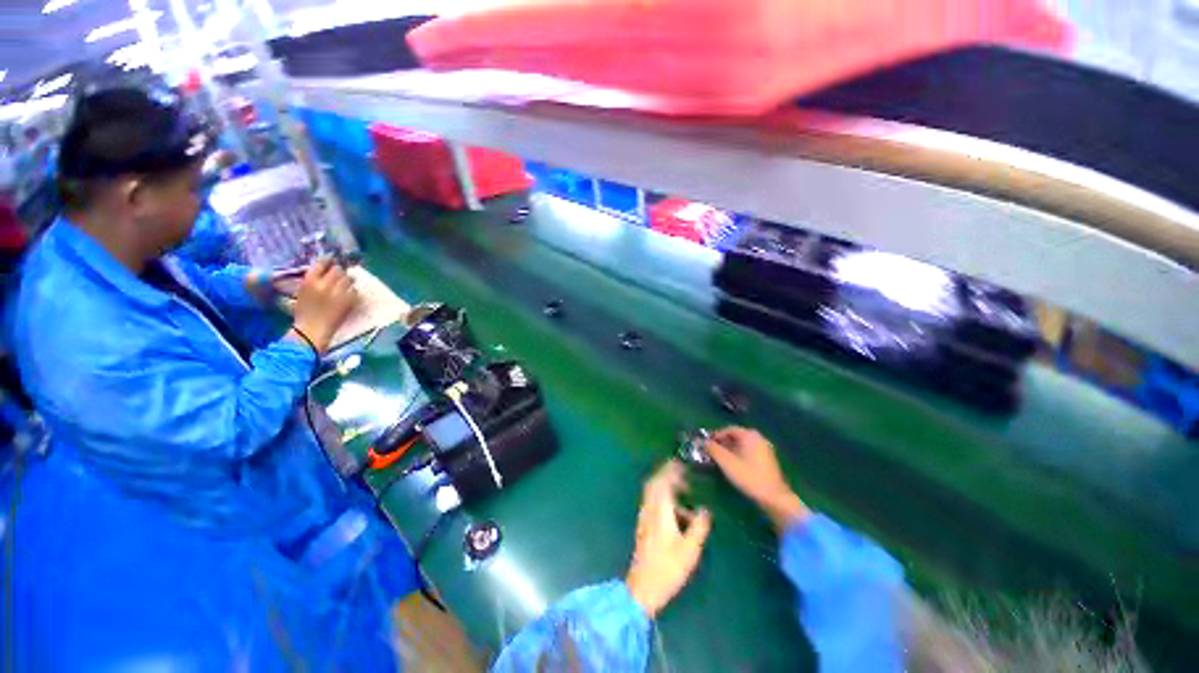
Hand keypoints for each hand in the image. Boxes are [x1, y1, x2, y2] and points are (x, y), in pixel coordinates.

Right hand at [289, 258, 356, 353]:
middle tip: (339, 276)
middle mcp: (325, 284)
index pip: (322, 263)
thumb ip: (313, 279)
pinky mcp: (349, 300)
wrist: (313, 328)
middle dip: (339, 272)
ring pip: (348, 278)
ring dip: (347, 281)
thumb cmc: (305, 311)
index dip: (329, 261)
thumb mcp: (302, 291)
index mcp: (310, 280)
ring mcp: (339, 291)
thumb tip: (325, 268)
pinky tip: (347, 295)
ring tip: (343, 286)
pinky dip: (352, 291)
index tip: (333, 260)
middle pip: (338, 269)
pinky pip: (354, 290)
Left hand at [625, 461, 711, 618]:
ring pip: (652, 491)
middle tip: (682, 473)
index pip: (663, 481)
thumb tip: (704, 510)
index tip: (681, 464)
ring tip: (683, 491)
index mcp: (660, 510)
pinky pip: (652, 501)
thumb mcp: (690, 549)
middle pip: (654, 482)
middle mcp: (649, 509)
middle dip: (667, 474)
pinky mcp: (643, 525)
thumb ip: (699, 527)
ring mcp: (644, 516)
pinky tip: (676, 510)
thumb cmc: (668, 568)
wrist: (643, 587)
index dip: (671, 470)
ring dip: (665, 485)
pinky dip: (663, 497)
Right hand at [706, 427, 809, 530]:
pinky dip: (739, 454)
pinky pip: (749, 451)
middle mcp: (758, 438)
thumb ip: (713, 449)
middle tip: (711, 451)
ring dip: (730, 449)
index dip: (715, 435)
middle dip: (722, 443)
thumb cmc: (749, 476)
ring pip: (742, 444)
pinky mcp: (767, 460)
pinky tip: (733, 465)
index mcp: (750, 435)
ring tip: (720, 459)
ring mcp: (765, 449)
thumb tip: (702, 441)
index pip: (728, 429)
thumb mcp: (727, 462)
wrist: (774, 498)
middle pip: (736, 436)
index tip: (706, 444)